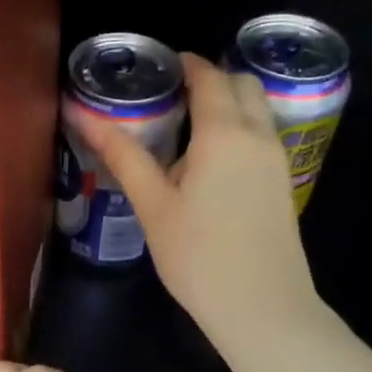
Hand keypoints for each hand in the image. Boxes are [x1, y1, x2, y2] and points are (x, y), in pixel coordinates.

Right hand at [77, 52, 316, 347]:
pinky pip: (264, 135)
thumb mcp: (153, 206)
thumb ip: (124, 157)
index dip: (184, 64)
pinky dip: (241, 128)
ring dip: (229, 103)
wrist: (262, 307)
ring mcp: (278, 159)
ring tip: (188, 128)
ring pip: (258, 109)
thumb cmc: (199, 256)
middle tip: (172, 97)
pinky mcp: (284, 182)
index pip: (208, 76)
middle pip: (241, 84)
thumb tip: (87, 118)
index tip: (158, 67)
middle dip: (211, 78)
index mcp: (224, 133)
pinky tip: (212, 162)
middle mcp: (259, 135)